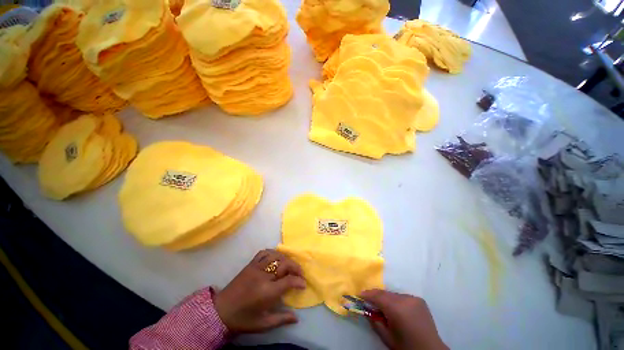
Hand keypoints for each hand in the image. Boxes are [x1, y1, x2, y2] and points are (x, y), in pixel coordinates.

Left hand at [214, 249, 305, 333]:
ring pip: (276, 256)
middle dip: (295, 267)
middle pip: (285, 264)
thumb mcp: (263, 324)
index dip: (299, 281)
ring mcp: (256, 267)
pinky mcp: (250, 264)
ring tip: (290, 265)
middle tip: (300, 273)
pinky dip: (273, 253)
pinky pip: (264, 253)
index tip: (303, 284)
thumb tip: (297, 318)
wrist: (221, 311)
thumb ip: (281, 319)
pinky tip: (276, 258)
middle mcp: (263, 276)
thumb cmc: (243, 319)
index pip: (288, 280)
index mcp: (267, 292)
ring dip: (286, 259)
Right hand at [360, 289, 447, 349]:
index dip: (367, 294)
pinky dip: (396, 301)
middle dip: (375, 296)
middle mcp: (405, 299)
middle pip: (385, 293)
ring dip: (386, 298)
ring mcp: (413, 298)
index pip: (377, 296)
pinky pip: (402, 297)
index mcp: (397, 309)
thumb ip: (374, 321)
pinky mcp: (419, 299)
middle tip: (368, 301)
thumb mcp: (387, 337)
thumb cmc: (406, 347)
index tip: (359, 295)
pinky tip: (396, 309)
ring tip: (382, 307)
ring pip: (393, 294)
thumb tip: (366, 309)